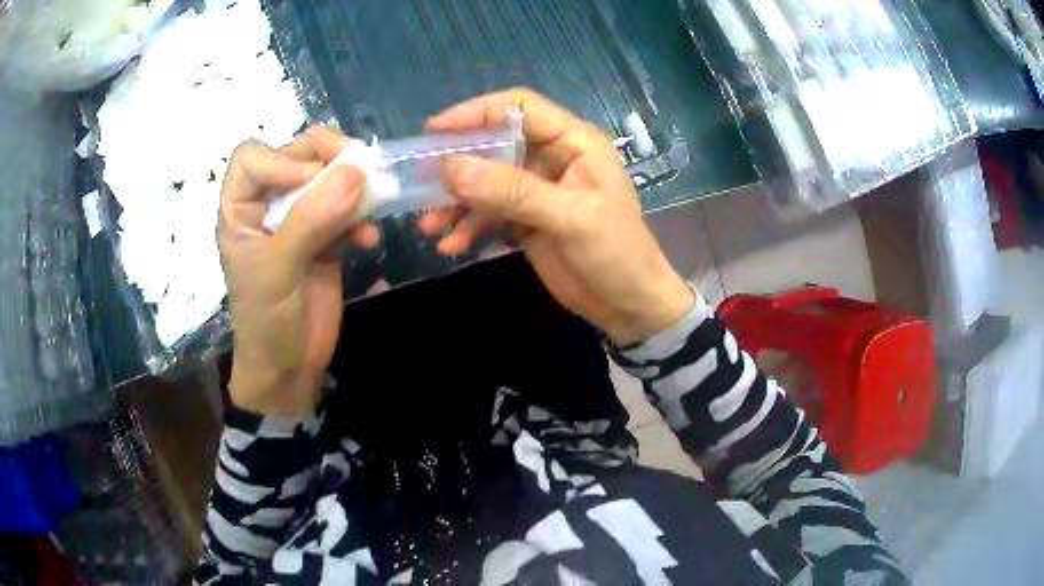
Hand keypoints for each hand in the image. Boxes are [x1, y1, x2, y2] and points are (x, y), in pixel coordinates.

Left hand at [218, 127, 379, 415]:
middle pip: (296, 156)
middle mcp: (267, 206)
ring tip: (373, 197)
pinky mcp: (325, 239)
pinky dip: (362, 217)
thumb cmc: (266, 322)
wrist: (289, 370)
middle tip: (358, 167)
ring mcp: (298, 221)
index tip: (312, 180)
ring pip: (326, 178)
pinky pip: (346, 211)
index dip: (283, 159)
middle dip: (327, 158)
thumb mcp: (278, 270)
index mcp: (240, 209)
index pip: (254, 157)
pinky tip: (369, 239)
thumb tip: (356, 171)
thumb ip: (311, 220)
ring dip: (352, 184)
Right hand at [422, 89, 693, 345]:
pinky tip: (451, 245)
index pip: (520, 108)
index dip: (477, 112)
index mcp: (573, 142)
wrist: (630, 306)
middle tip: (420, 182)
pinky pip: (489, 213)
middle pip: (495, 144)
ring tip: (429, 226)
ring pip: (485, 182)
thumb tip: (450, 167)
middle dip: (457, 164)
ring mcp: (537, 190)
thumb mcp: (570, 218)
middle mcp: (552, 158)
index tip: (435, 131)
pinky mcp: (526, 220)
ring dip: (456, 202)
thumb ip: (512, 191)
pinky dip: (468, 226)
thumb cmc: (617, 254)